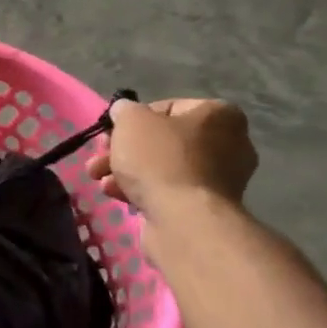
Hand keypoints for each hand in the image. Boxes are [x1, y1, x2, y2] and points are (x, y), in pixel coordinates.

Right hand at [89, 98, 257, 215]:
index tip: (111, 132)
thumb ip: (124, 110)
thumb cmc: (160, 158)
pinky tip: (116, 194)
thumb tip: (124, 111)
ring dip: (126, 171)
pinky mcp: (204, 207)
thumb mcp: (132, 120)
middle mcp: (228, 144)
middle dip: (124, 149)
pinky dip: (141, 190)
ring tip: (98, 178)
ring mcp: (219, 179)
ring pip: (162, 167)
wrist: (183, 219)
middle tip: (99, 156)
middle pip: (162, 140)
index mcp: (219, 115)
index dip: (133, 119)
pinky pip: (168, 191)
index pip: (167, 107)